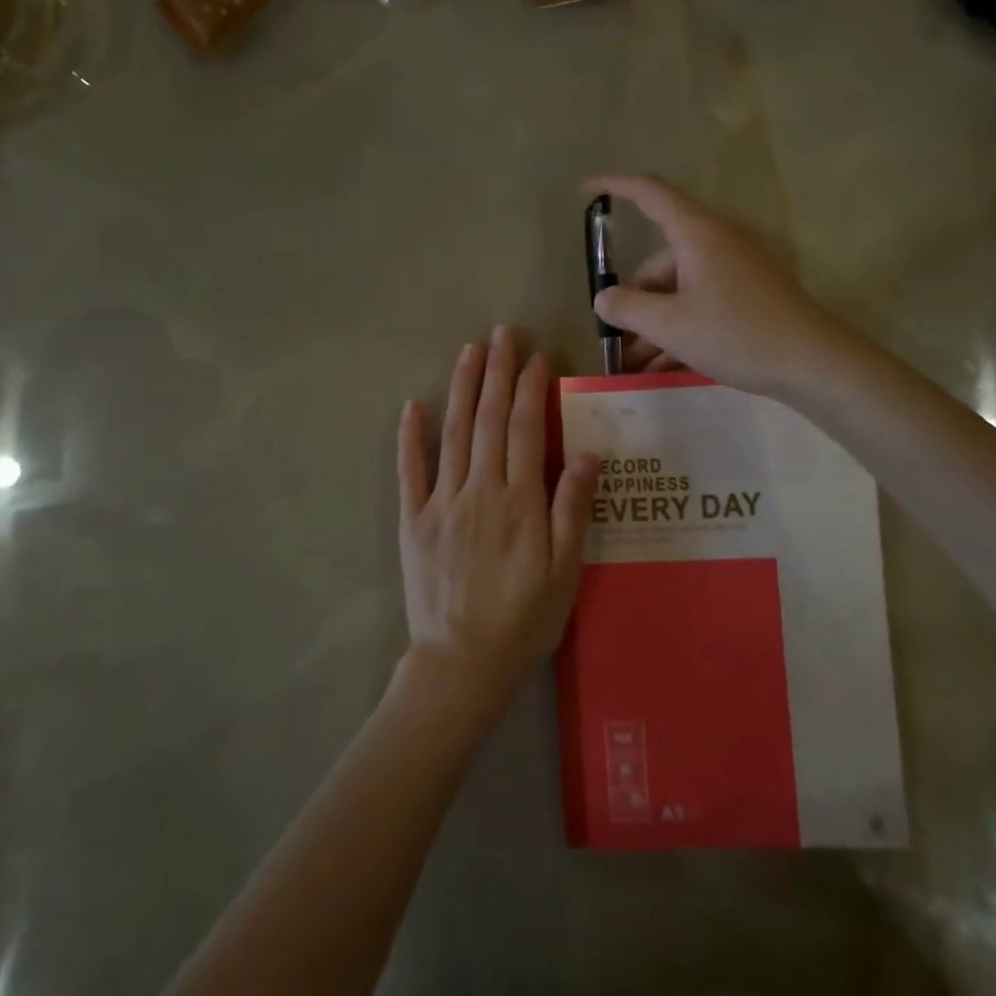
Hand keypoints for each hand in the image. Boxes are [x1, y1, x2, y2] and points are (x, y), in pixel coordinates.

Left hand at [396, 327, 598, 718]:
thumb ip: (572, 510)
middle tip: (502, 333)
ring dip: (461, 389)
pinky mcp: (413, 521)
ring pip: (452, 434)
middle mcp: (479, 490)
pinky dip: (410, 437)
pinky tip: (411, 406)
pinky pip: (409, 472)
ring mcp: (441, 503)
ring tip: (469, 351)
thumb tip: (585, 454)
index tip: (536, 356)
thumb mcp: (566, 572)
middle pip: (488, 420)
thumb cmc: (524, 619)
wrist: (462, 663)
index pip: (524, 430)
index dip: (530, 389)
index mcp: (519, 501)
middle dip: (497, 372)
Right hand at [586, 173, 847, 398]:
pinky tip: (662, 366)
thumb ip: (628, 308)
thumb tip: (605, 298)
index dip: (615, 186)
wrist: (813, 363)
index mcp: (698, 234)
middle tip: (616, 340)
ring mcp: (737, 270)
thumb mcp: (670, 324)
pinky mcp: (750, 296)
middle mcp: (718, 243)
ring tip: (633, 366)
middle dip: (634, 299)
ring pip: (680, 289)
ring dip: (654, 323)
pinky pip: (702, 304)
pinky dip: (680, 328)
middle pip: (661, 261)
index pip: (650, 194)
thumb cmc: (736, 334)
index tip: (586, 191)